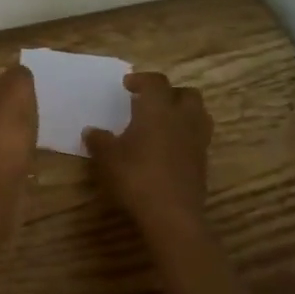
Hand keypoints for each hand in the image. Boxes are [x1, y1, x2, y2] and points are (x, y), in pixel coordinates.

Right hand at [84, 72, 211, 225]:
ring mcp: (197, 140)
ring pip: (198, 114)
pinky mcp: (203, 162)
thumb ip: (99, 140)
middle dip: (169, 94)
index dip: (142, 79)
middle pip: (186, 93)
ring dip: (183, 113)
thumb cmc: (136, 177)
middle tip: (150, 103)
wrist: (172, 214)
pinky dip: (186, 136)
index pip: (156, 82)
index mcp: (158, 109)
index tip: (128, 85)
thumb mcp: (108, 158)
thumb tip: (91, 131)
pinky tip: (169, 149)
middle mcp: (182, 118)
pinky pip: (198, 138)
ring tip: (164, 123)